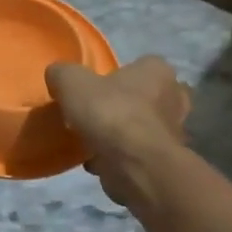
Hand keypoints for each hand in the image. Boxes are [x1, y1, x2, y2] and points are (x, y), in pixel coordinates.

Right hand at [45, 56, 190, 207]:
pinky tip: (96, 160)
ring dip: (120, 133)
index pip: (142, 65)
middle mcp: (174, 99)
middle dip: (124, 105)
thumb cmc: (109, 114)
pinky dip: (119, 157)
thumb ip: (62, 73)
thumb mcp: (72, 82)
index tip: (97, 86)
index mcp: (159, 72)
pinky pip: (136, 153)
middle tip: (95, 113)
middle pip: (145, 97)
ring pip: (141, 127)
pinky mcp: (164, 161)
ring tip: (91, 139)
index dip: (119, 74)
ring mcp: (173, 133)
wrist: (134, 166)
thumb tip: (57, 75)